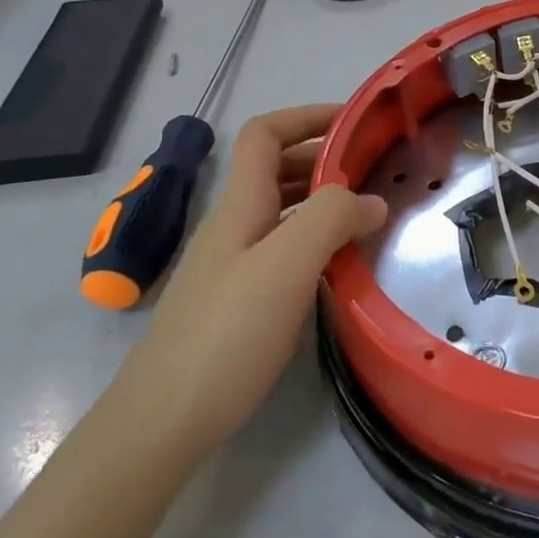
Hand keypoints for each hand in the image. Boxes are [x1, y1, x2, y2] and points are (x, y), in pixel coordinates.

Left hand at [119, 105, 386, 455]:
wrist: (165, 421)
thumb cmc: (226, 335)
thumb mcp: (286, 267)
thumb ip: (331, 219)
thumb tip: (371, 200)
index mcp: (239, 206)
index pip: (265, 134)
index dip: (306, 116)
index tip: (356, 122)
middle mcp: (233, 226)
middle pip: (274, 167)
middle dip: (323, 156)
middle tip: (374, 170)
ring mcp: (232, 264)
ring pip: (280, 209)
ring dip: (321, 198)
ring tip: (366, 213)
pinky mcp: (239, 299)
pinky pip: (282, 247)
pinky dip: (314, 238)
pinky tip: (339, 264)